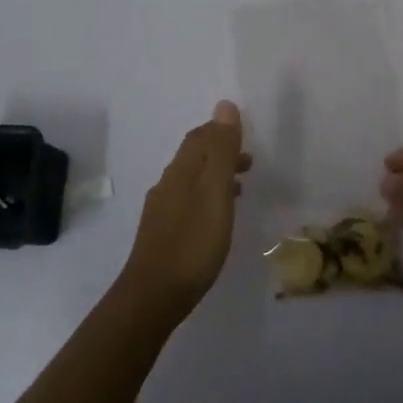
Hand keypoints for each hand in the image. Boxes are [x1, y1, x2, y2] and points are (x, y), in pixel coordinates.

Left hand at [120, 101, 251, 320]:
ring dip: (216, 175)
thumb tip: (224, 105)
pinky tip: (218, 216)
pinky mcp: (162, 234)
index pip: (199, 137)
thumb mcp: (215, 192)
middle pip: (194, 157)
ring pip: (192, 180)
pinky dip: (207, 197)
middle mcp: (168, 184)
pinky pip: (188, 202)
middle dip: (220, 152)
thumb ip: (221, 151)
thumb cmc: (192, 243)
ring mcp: (162, 210)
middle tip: (249, 159)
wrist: (153, 297)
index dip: (219, 129)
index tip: (244, 132)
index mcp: (181, 171)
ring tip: (241, 185)